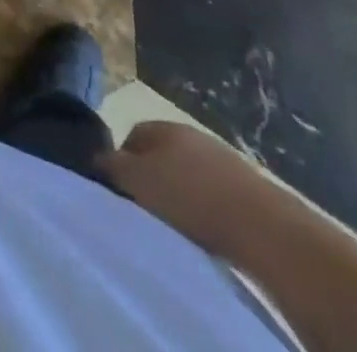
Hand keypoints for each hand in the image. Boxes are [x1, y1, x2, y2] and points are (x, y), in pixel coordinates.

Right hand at [100, 121, 265, 256]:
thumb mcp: (139, 181)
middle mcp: (190, 132)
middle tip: (145, 210)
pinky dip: (204, 206)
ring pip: (186, 172)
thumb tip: (96, 157)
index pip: (132, 136)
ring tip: (176, 224)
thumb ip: (113, 166)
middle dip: (151, 178)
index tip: (121, 194)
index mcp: (163, 125)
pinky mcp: (243, 184)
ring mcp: (219, 156)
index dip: (122, 163)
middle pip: (160, 153)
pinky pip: (211, 191)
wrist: (260, 224)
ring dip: (179, 193)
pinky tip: (204, 229)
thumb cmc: (189, 198)